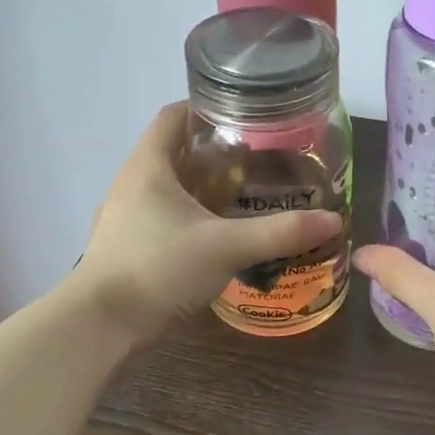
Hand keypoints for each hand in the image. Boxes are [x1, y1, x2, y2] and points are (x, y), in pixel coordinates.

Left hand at [68, 103, 341, 345]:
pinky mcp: (130, 249)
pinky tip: (221, 236)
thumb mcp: (227, 246)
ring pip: (170, 189)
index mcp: (148, 166)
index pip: (173, 116)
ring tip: (247, 196)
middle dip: (215, 152)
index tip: (245, 115)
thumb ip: (280, 232)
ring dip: (204, 188)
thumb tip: (332, 220)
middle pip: (175, 152)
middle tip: (260, 160)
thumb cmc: (159, 267)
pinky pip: (166, 219)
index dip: (206, 107)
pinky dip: (193, 219)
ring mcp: (127, 219)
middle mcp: (132, 184)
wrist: (102, 327)